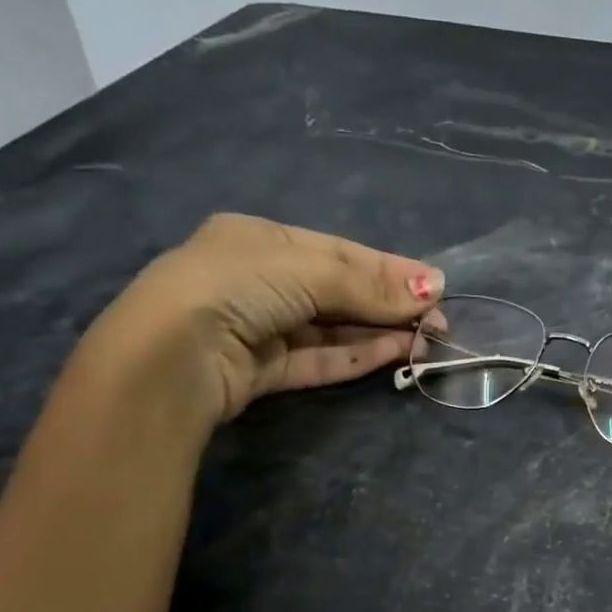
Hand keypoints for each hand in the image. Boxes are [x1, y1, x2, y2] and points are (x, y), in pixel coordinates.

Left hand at [83, 214, 443, 424]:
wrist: (172, 356)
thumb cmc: (236, 286)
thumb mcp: (306, 270)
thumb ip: (367, 284)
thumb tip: (431, 290)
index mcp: (261, 240)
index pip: (339, 252)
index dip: (389, 268)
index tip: (435, 284)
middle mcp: (261, 280)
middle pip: (339, 291)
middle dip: (389, 303)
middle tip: (439, 319)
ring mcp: (261, 328)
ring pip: (333, 329)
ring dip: (379, 332)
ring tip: (426, 340)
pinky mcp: (263, 371)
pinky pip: (319, 358)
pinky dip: (356, 355)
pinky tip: (394, 353)